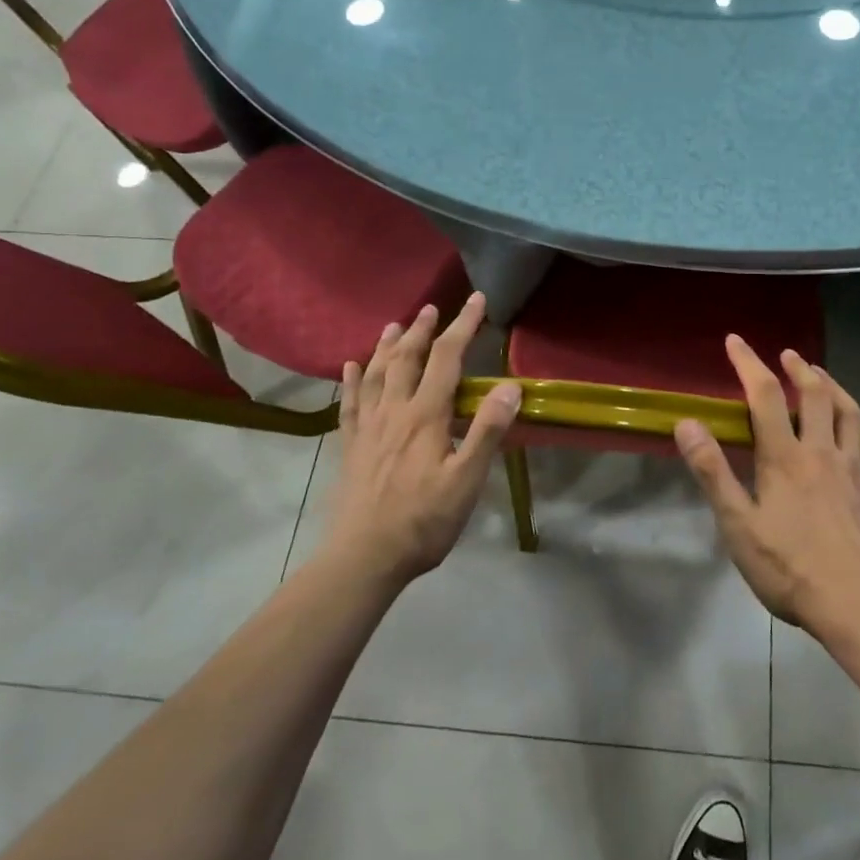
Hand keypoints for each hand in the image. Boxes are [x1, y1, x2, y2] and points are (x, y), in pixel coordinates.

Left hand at [324, 293, 520, 588]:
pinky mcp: (350, 447)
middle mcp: (394, 412)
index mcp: (425, 416)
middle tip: (431, 308)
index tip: (476, 300)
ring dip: (387, 346)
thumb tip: (509, 387)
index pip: (447, 359)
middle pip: (408, 359)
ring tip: (395, 325)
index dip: (463, 326)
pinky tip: (350, 367)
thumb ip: (486, 432)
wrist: (363, 559)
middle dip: (423, 330)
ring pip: (376, 374)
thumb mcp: (466, 481)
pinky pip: (350, 403)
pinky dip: (352, 380)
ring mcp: (367, 428)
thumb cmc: (423, 522)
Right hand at [674, 337, 859, 633]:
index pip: (765, 396)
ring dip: (837, 389)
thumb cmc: (788, 565)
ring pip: (850, 416)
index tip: (735, 341)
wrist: (855, 602)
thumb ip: (712, 471)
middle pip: (814, 397)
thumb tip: (687, 423)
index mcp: (784, 456)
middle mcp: (820, 452)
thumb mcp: (737, 523)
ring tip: (824, 375)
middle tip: (788, 354)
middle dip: (799, 369)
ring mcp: (852, 472)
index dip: (749, 364)